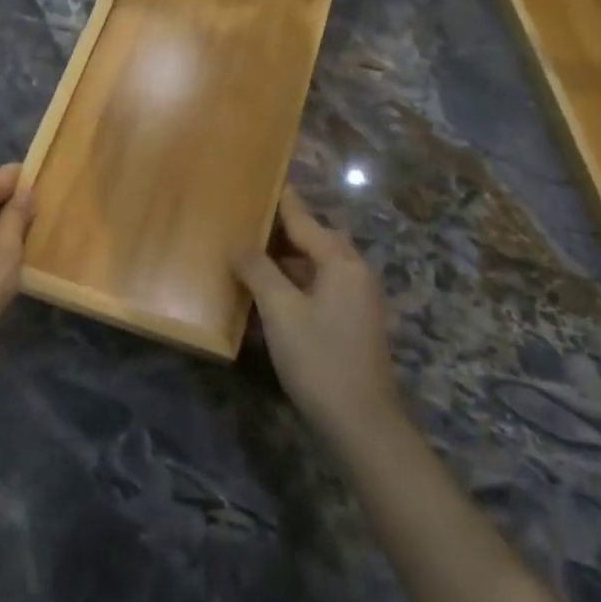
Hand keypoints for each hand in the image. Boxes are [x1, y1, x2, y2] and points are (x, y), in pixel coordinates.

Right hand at [235, 189, 401, 443]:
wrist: (361, 423)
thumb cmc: (319, 358)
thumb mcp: (280, 311)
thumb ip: (258, 271)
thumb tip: (239, 244)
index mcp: (341, 262)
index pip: (304, 219)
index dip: (282, 200)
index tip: (265, 178)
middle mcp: (353, 274)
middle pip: (313, 241)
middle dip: (281, 232)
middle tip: (246, 222)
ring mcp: (356, 301)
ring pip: (314, 269)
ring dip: (284, 264)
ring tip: (248, 257)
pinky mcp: (351, 326)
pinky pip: (317, 292)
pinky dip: (292, 289)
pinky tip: (265, 300)